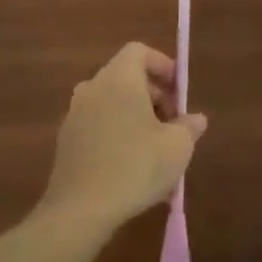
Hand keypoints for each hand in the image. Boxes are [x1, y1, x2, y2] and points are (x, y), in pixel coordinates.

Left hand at [37, 43, 206, 238]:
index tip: (179, 92)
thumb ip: (189, 126)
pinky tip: (131, 165)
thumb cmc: (135, 167)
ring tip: (156, 148)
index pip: (139, 52)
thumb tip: (195, 119)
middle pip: (126, 76)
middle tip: (173, 125)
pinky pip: (98, 124)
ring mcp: (74, 114)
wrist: (80, 210)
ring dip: (136, 116)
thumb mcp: (177, 147)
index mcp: (119, 79)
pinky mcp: (66, 140)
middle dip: (154, 95)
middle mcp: (92, 88)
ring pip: (112, 102)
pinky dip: (117, 132)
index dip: (163, 65)